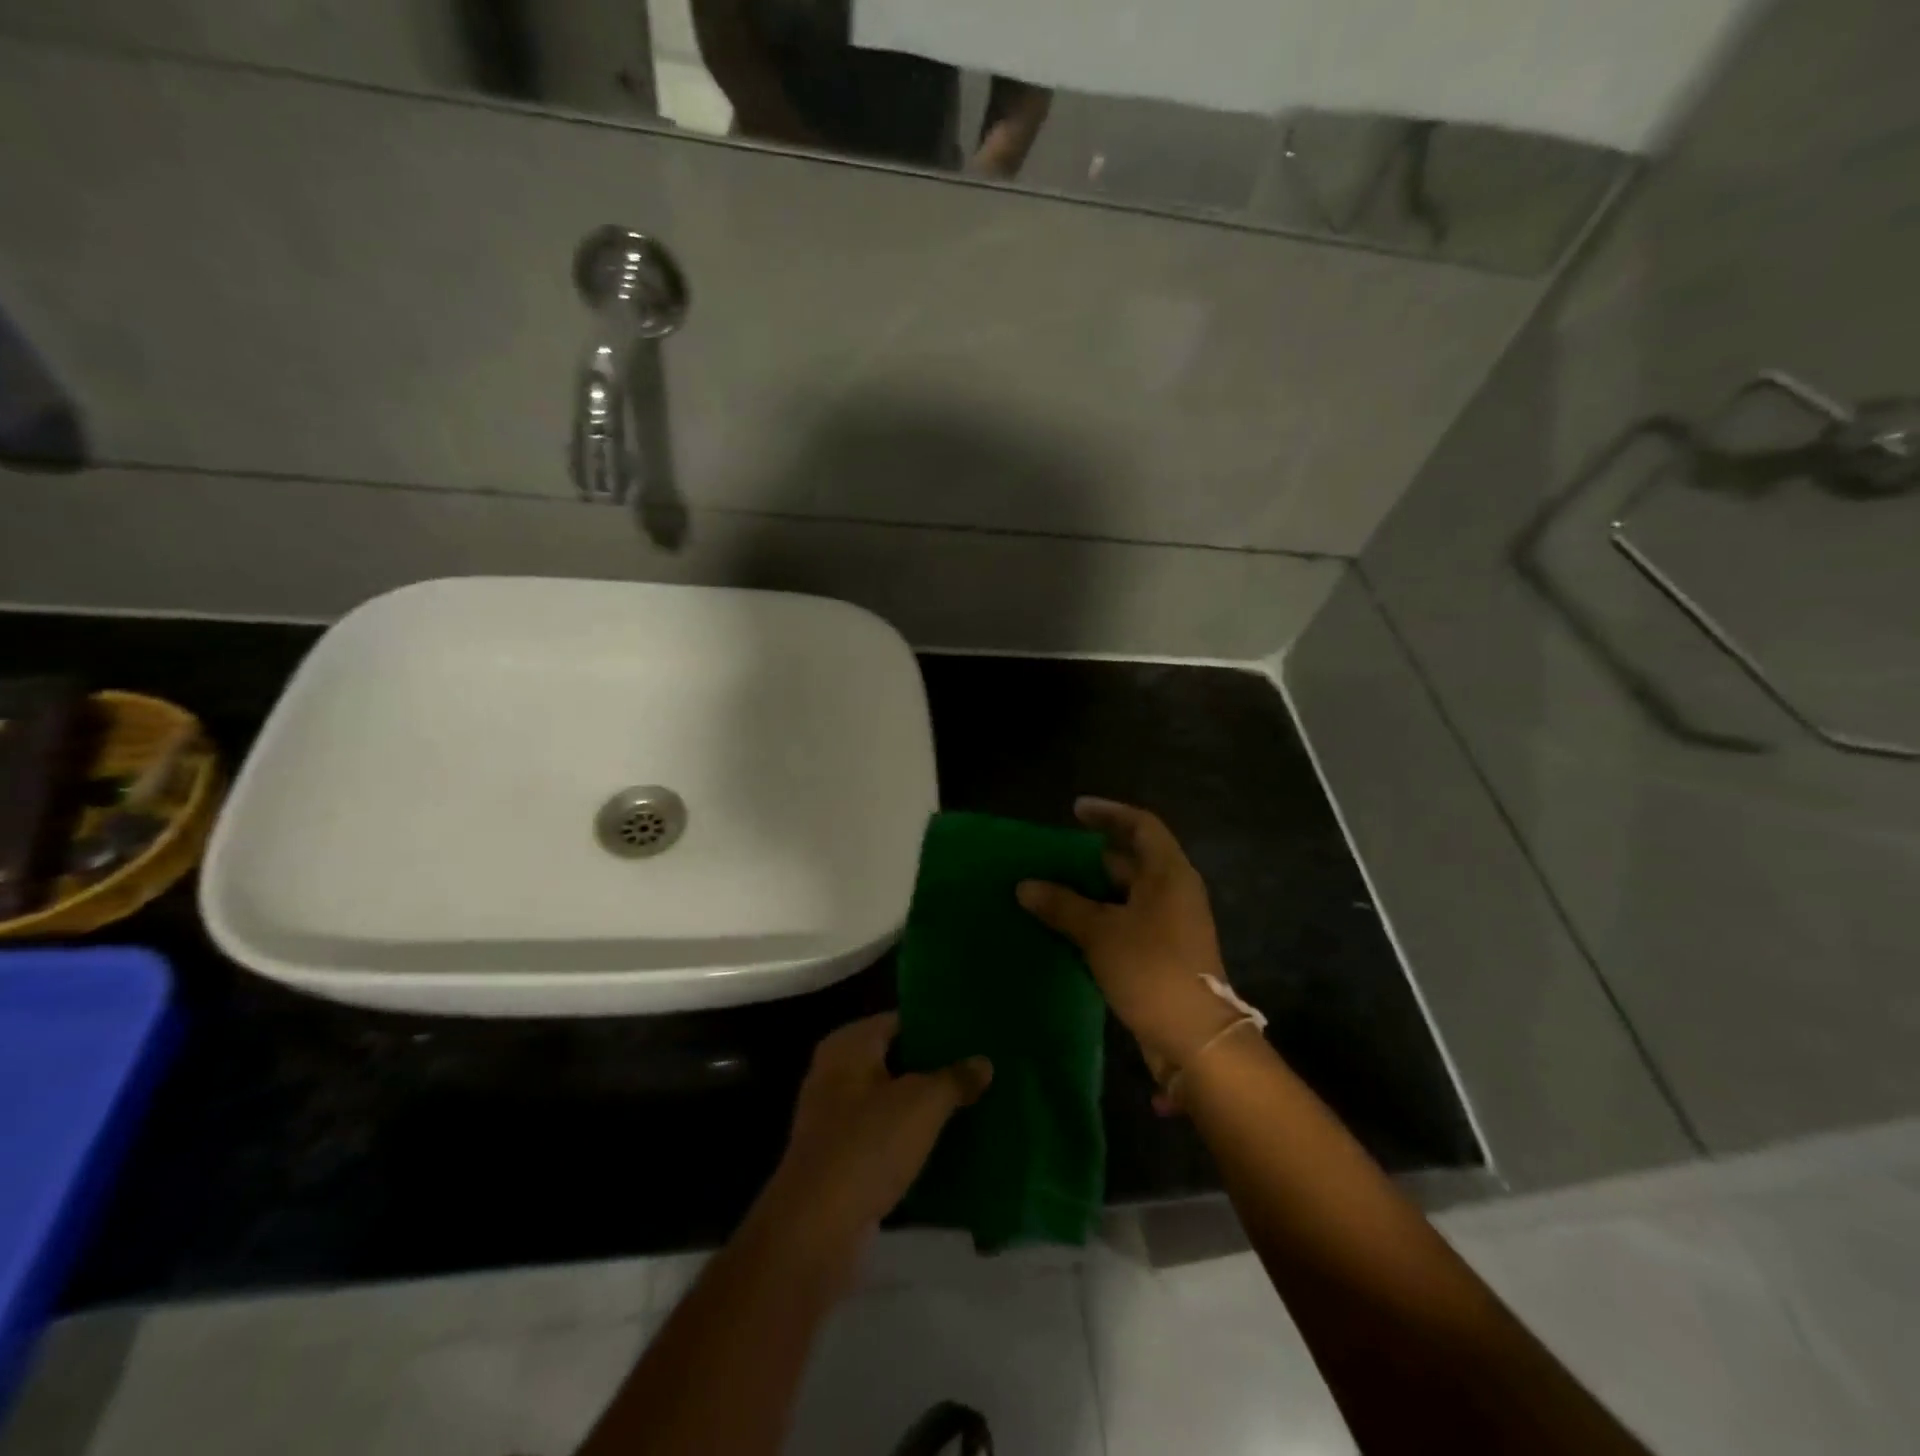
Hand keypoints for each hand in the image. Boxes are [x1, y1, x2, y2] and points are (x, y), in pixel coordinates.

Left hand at [762, 1012, 991, 1263]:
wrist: (816, 1230)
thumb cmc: (868, 1145)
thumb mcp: (923, 1104)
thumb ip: (955, 1078)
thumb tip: (984, 1062)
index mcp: (849, 1045)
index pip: (900, 1021)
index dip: (936, 1026)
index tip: (974, 1034)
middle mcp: (836, 1073)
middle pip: (896, 1061)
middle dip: (935, 1067)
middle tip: (981, 1068)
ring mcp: (835, 1118)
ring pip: (891, 1100)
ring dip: (925, 1106)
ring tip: (973, 1103)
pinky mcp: (840, 1159)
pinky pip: (884, 1136)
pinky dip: (911, 1138)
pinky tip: (947, 1145)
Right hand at [1018, 799, 1244, 1076]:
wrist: (1196, 1040)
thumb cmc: (1151, 970)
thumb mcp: (1100, 933)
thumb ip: (1062, 905)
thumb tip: (1024, 886)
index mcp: (1168, 874)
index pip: (1141, 826)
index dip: (1109, 813)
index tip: (1074, 811)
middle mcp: (1173, 892)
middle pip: (1130, 861)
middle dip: (1088, 859)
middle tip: (1049, 859)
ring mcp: (1170, 925)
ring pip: (1124, 896)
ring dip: (1089, 893)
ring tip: (1048, 892)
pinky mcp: (1162, 953)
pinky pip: (1125, 923)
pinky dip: (1097, 920)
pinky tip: (1065, 929)